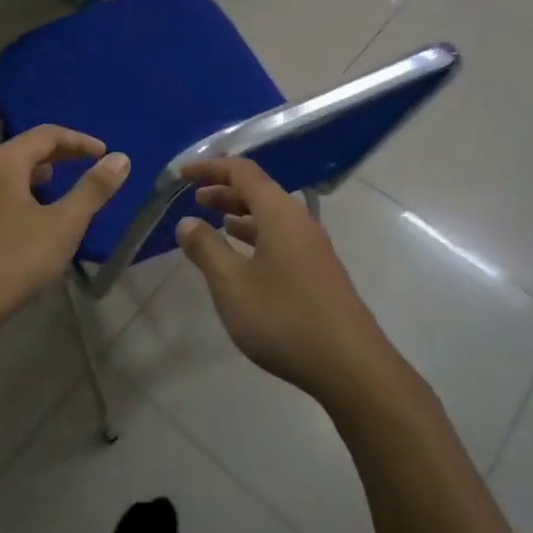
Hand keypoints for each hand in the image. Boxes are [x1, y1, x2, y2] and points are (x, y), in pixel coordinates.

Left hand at [0, 126, 129, 346]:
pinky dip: (24, 194)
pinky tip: (35, 219)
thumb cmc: (14, 260)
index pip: (47, 134)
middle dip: (61, 154)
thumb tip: (120, 158)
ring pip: (10, 173)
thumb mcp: (63, 224)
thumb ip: (93, 189)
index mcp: (5, 162)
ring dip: (40, 175)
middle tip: (90, 165)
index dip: (80, 140)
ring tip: (63, 187)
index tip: (105, 154)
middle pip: (26, 150)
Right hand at [175, 158, 396, 406]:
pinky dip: (255, 236)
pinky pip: (281, 237)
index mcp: (279, 213)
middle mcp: (299, 221)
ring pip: (271, 216)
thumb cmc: (284, 318)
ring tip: (213, 222)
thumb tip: (187, 222)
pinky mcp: (318, 271)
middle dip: (224, 189)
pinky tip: (243, 257)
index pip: (242, 172)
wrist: (350, 365)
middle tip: (194, 198)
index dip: (210, 167)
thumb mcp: (232, 284)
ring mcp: (313, 247)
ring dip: (240, 213)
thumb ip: (206, 249)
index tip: (182, 174)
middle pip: (259, 190)